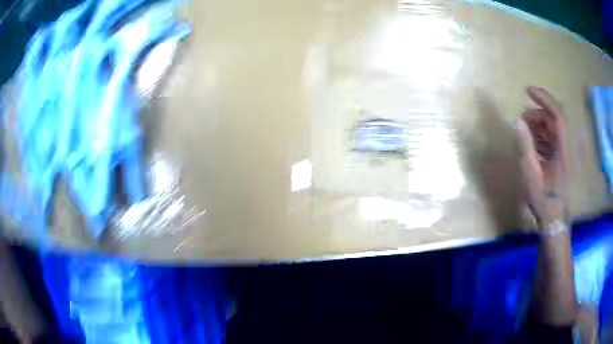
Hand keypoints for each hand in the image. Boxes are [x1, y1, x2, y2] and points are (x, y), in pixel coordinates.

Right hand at [516, 86, 568, 224]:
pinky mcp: (563, 159)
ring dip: (539, 125)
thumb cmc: (543, 200)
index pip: (558, 114)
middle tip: (522, 120)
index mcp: (564, 150)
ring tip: (525, 133)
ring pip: (554, 129)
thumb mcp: (531, 174)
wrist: (554, 220)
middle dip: (538, 114)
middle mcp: (568, 147)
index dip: (544, 99)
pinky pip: (553, 139)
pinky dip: (542, 136)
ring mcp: (566, 153)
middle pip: (555, 119)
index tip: (528, 91)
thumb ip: (526, 146)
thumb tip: (518, 121)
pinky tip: (532, 144)